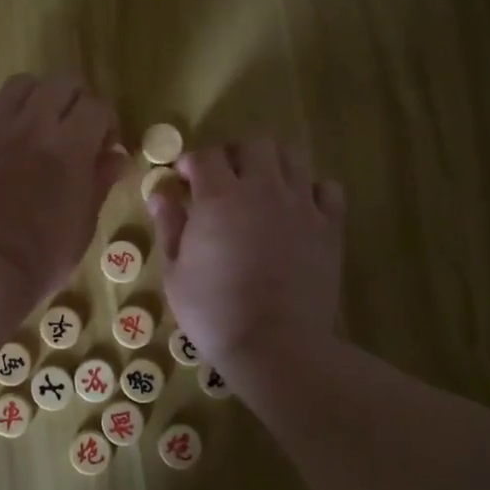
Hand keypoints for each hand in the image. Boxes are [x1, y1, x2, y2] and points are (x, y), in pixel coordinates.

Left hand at [0, 74, 124, 304]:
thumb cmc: (44, 255)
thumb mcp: (84, 222)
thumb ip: (100, 182)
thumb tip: (117, 158)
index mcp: (70, 145)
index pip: (97, 106)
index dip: (107, 123)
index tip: (106, 147)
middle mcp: (34, 125)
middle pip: (61, 83)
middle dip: (76, 101)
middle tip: (77, 130)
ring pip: (20, 84)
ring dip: (37, 97)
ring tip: (39, 123)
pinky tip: (0, 129)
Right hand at [146, 140, 345, 372]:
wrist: (276, 345)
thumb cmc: (214, 312)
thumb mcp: (175, 273)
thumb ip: (169, 226)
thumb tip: (160, 194)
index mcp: (219, 197)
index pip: (206, 156)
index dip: (191, 162)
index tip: (183, 180)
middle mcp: (263, 189)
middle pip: (255, 144)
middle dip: (235, 154)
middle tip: (223, 179)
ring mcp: (301, 206)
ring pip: (293, 157)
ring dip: (273, 165)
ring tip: (261, 188)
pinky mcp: (329, 227)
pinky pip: (327, 189)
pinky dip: (312, 190)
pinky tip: (298, 209)